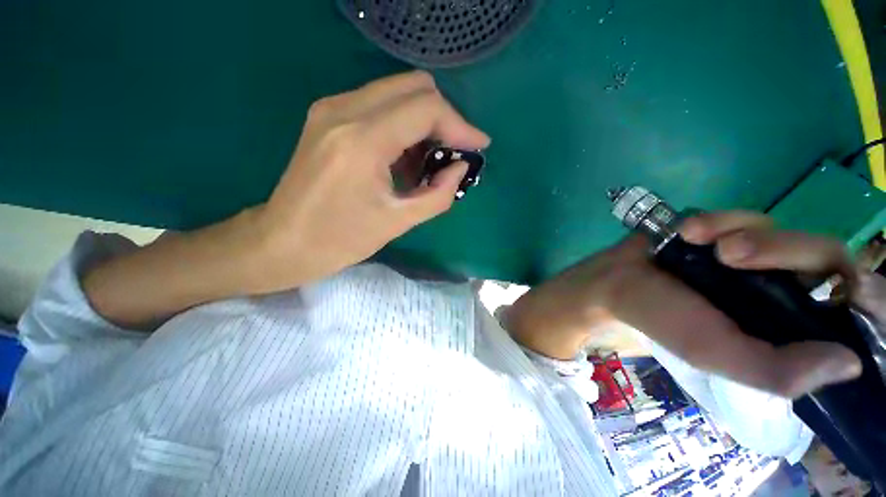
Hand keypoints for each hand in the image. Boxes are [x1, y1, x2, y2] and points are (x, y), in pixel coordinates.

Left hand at [83, 72, 488, 327]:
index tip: (478, 146)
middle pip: (415, 87)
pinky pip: (379, 103)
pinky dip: (402, 124)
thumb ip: (439, 193)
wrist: (282, 241)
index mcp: (363, 140)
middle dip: (444, 118)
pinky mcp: (327, 115)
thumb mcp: (398, 222)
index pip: (427, 108)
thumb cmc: (340, 239)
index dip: (461, 125)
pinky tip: (403, 156)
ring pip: (397, 91)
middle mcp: (345, 109)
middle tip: (453, 151)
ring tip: (428, 160)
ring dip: (423, 121)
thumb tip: (460, 167)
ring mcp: (331, 107)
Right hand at [507, 211, 864, 397]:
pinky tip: (688, 231)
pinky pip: (742, 215)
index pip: (849, 308)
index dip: (861, 294)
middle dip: (784, 249)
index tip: (843, 289)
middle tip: (731, 255)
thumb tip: (852, 365)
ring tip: (696, 238)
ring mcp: (752, 254)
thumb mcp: (719, 354)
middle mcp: (780, 288)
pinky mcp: (724, 229)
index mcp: (786, 326)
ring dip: (743, 230)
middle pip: (823, 255)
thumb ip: (779, 372)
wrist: (614, 281)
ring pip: (783, 229)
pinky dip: (717, 219)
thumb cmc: (663, 319)